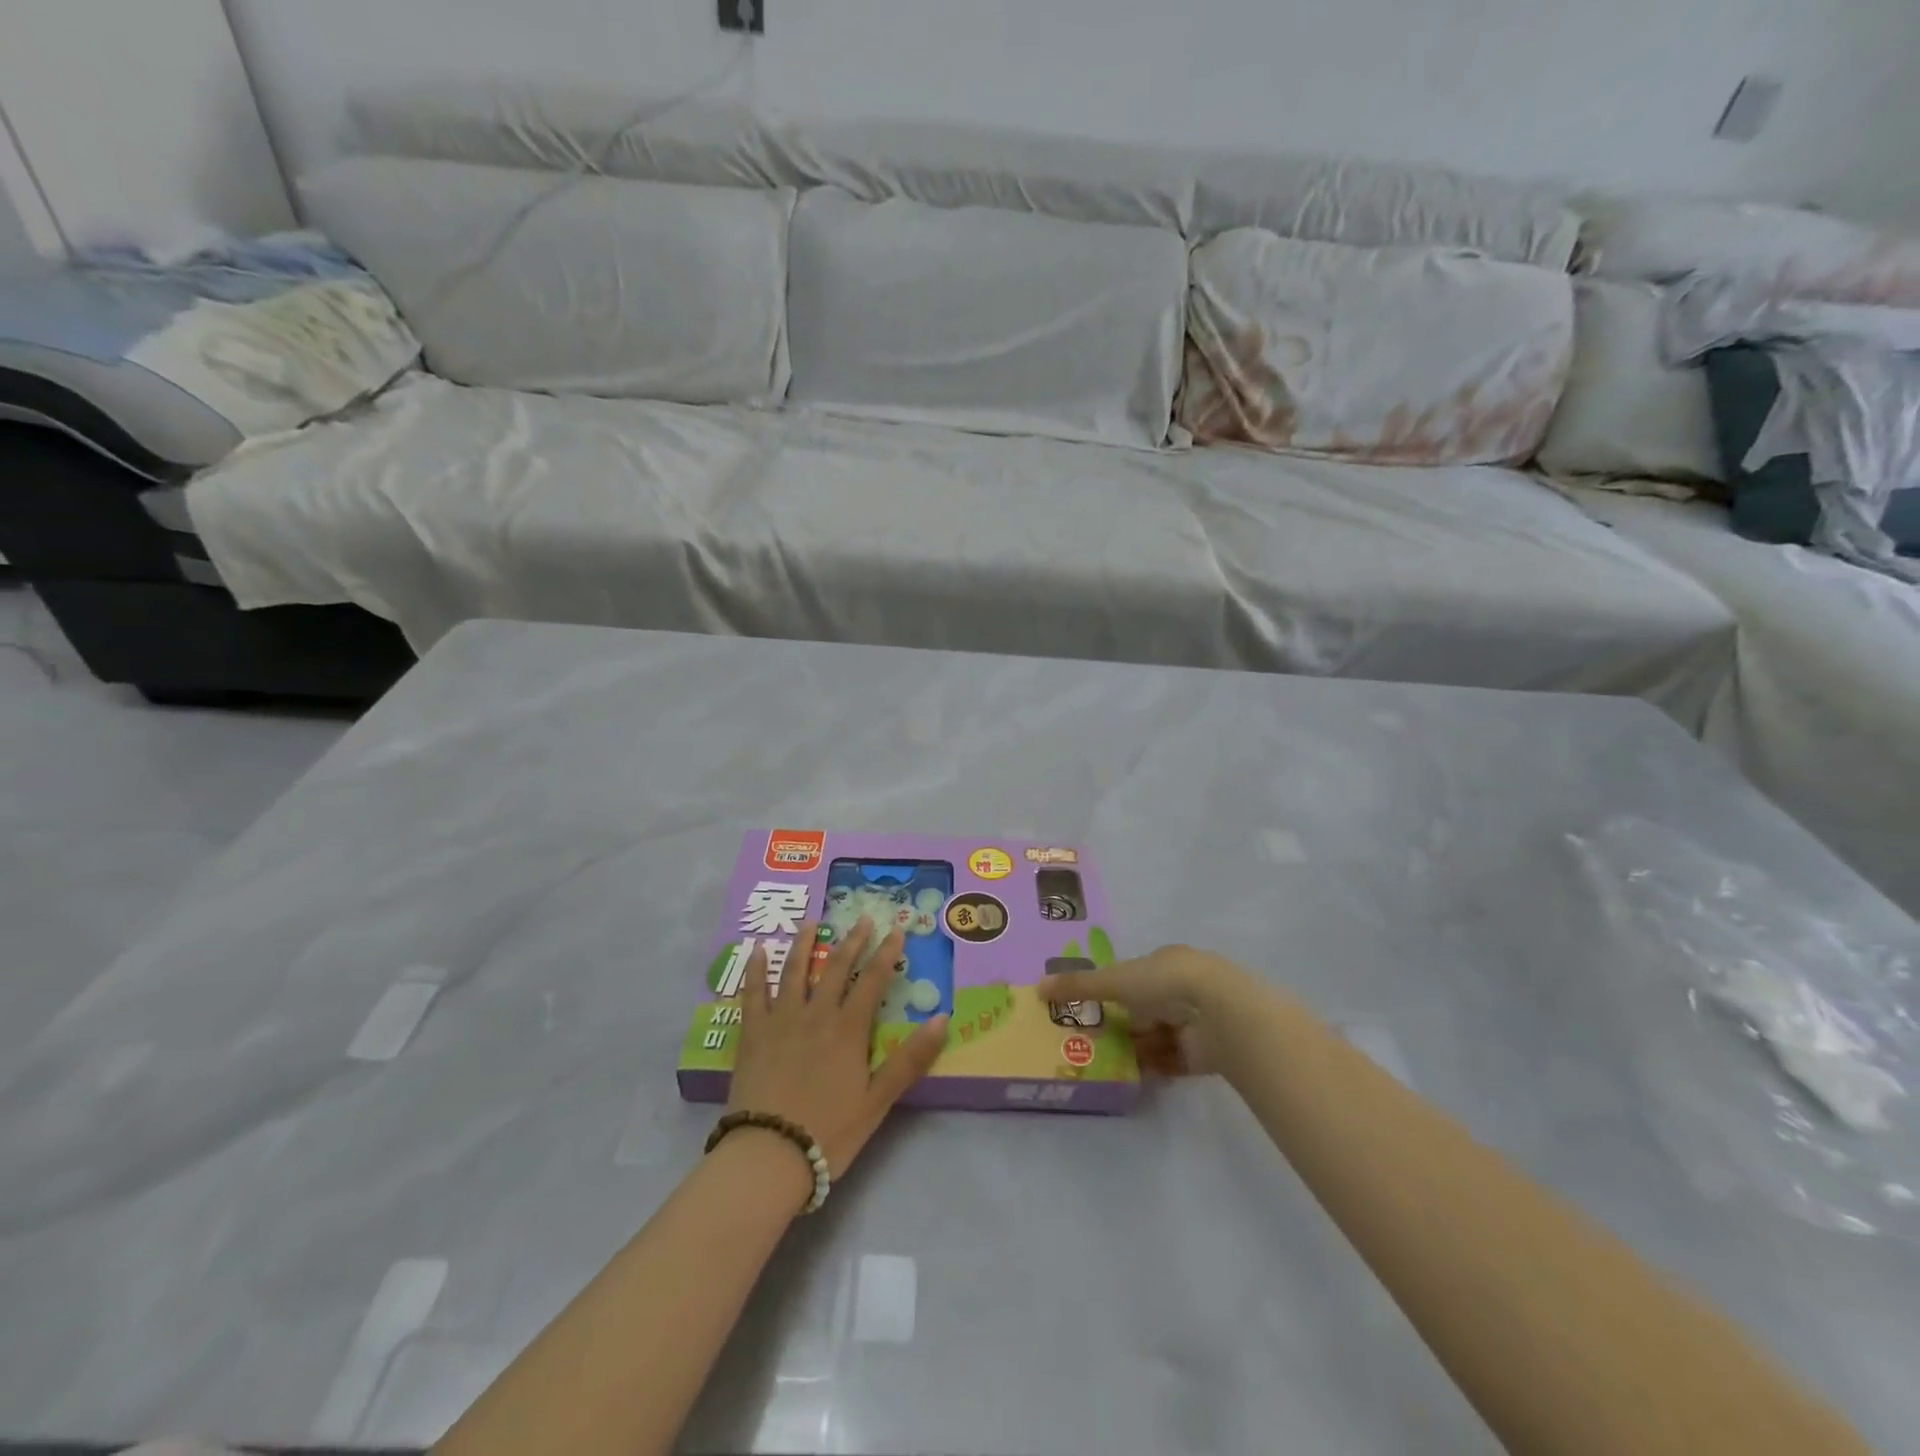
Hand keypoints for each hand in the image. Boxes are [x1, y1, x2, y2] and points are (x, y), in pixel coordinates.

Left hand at [728, 917, 948, 1183]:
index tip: (895, 929)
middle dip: (852, 940)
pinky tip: (756, 950)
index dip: (886, 953)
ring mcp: (781, 1020)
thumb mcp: (878, 1100)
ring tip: (811, 922)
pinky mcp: (752, 1033)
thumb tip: (943, 1018)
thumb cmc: (830, 1131)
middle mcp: (816, 1014)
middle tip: (862, 918)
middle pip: (836, 968)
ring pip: (795, 971)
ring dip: (804, 944)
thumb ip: (910, 1059)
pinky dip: (756, 969)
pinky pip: (753, 993)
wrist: (769, 1154)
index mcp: (848, 1029)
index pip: (873, 980)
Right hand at [1036, 945, 1261, 1077]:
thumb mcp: (1114, 980)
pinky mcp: (1203, 1053)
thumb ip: (1079, 986)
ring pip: (1156, 1037)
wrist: (1218, 1011)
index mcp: (1162, 963)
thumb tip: (1037, 988)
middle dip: (1120, 1025)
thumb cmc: (1163, 982)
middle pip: (1142, 1010)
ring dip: (1134, 1049)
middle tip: (1087, 1042)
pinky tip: (1132, 1078)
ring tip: (1104, 1064)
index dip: (1110, 992)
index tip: (1087, 1010)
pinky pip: (1171, 1062)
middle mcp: (1179, 989)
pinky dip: (1153, 1068)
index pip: (1131, 978)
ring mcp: (1194, 1021)